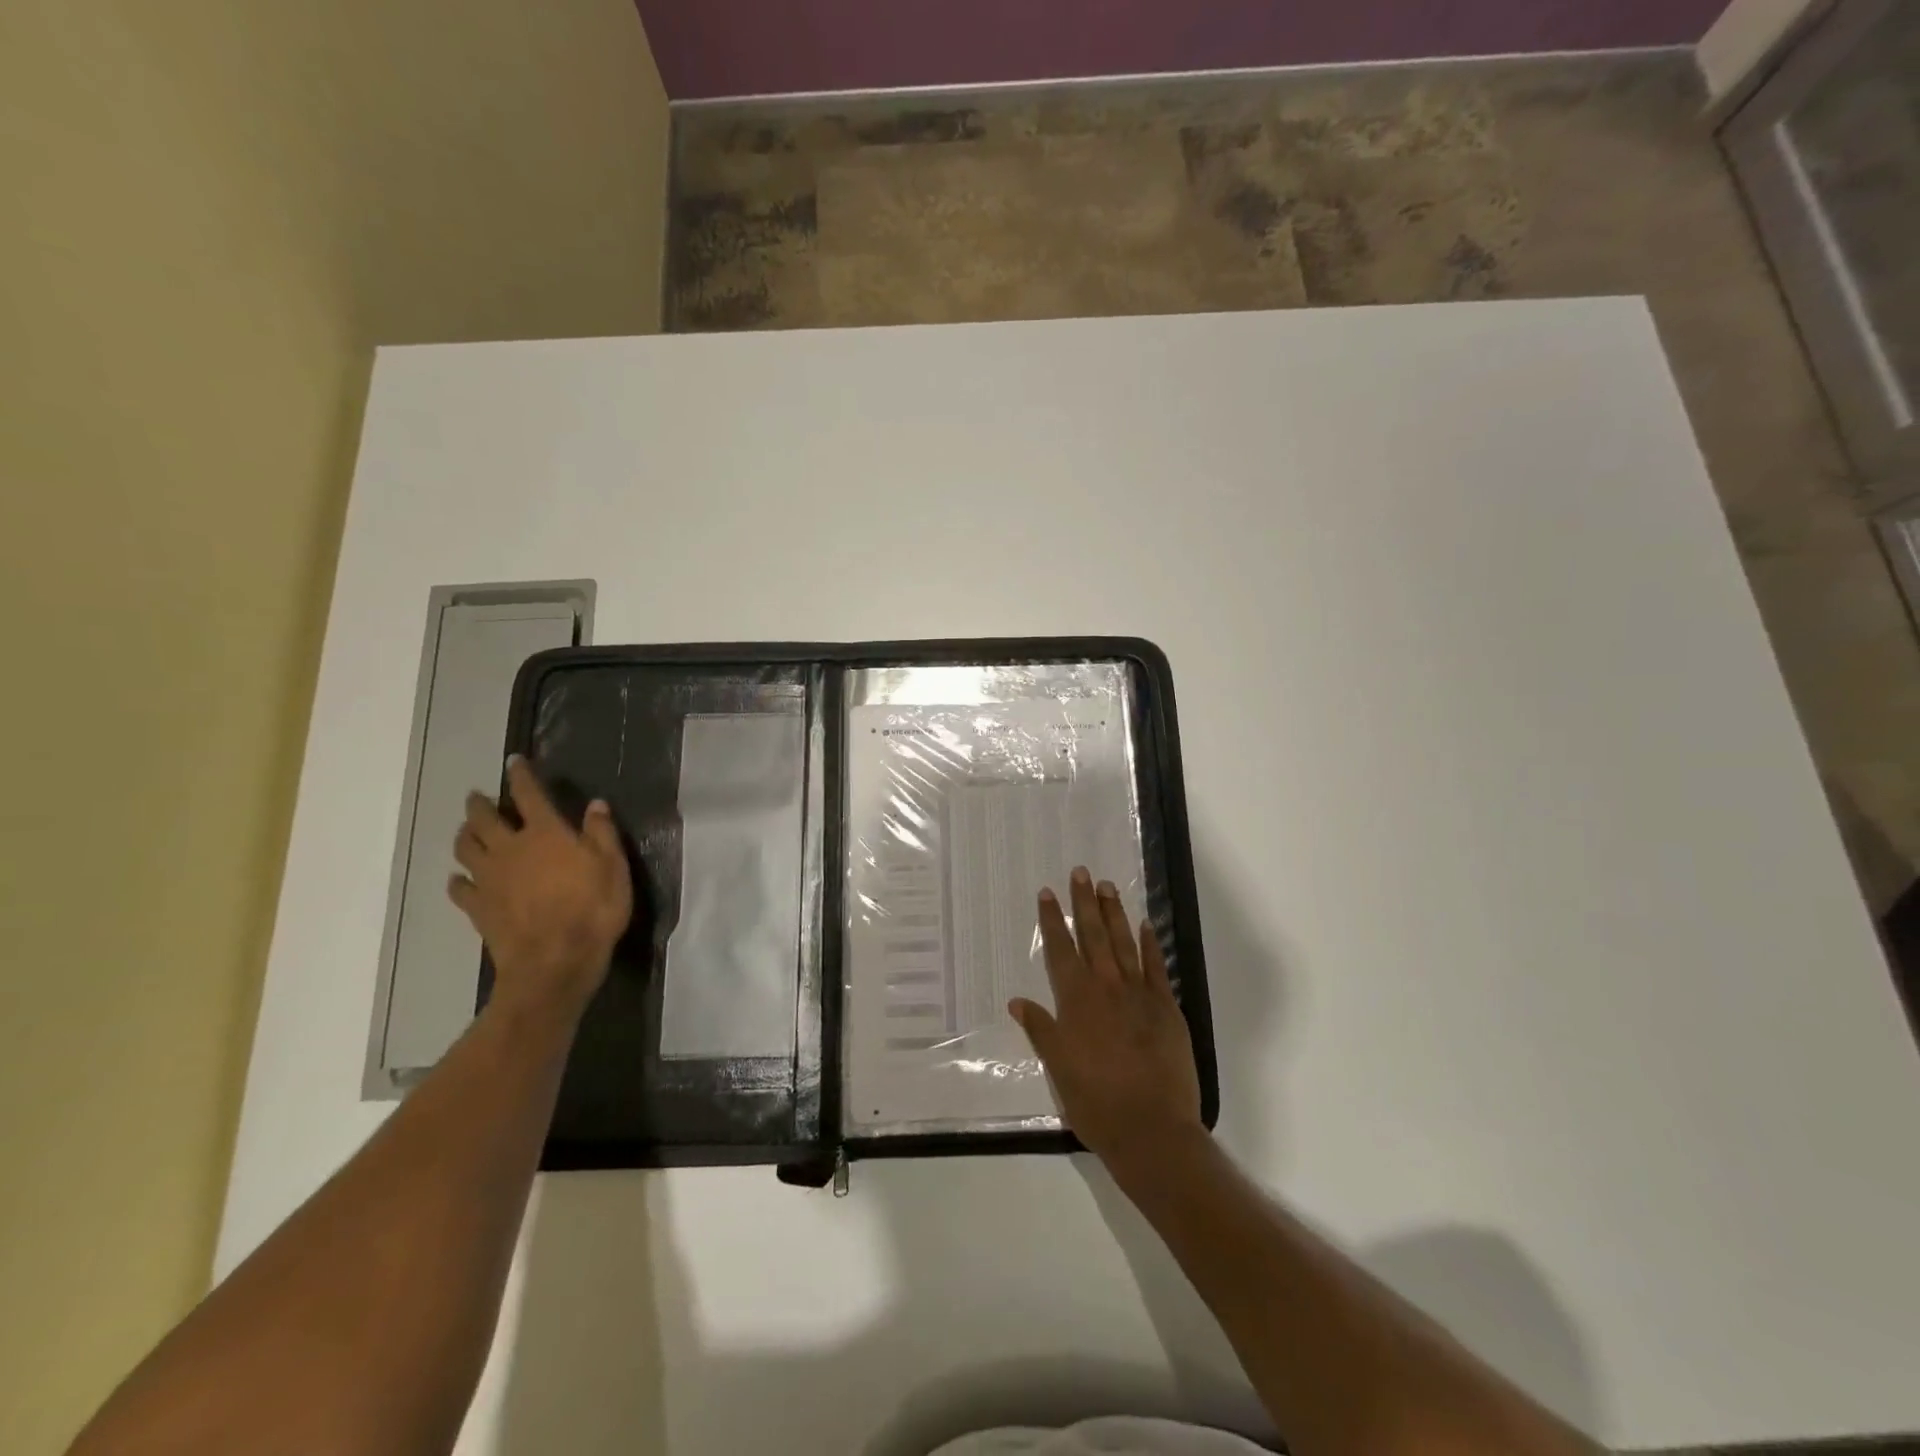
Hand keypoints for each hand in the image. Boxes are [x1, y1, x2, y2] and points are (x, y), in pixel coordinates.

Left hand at [448, 756, 632, 1025]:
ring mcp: (490, 879)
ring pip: (466, 848)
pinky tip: (461, 880)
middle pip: (485, 819)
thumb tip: (595, 804)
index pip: (529, 795)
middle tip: (478, 798)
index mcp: (546, 834)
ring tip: (467, 831)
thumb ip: (602, 833)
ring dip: (465, 835)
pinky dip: (459, 880)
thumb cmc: (593, 910)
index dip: (521, 776)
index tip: (514, 761)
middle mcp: (512, 849)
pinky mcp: (479, 908)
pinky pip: (460, 888)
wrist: (555, 962)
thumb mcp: (614, 867)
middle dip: (480, 805)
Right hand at [1010, 866, 1204, 1177]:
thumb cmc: (1095, 1102)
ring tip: (1107, 886)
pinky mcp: (1167, 1008)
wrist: (1151, 1129)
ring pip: (1124, 943)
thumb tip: (1018, 1000)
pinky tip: (1145, 925)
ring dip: (1114, 913)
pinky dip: (1149, 944)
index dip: (1052, 920)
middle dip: (1084, 902)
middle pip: (1093, 936)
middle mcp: (1106, 988)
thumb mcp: (1058, 1068)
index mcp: (1076, 1001)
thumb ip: (1040, 1029)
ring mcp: (1139, 995)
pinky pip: (1156, 967)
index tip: (1047, 893)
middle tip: (1081, 873)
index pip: (1060, 950)